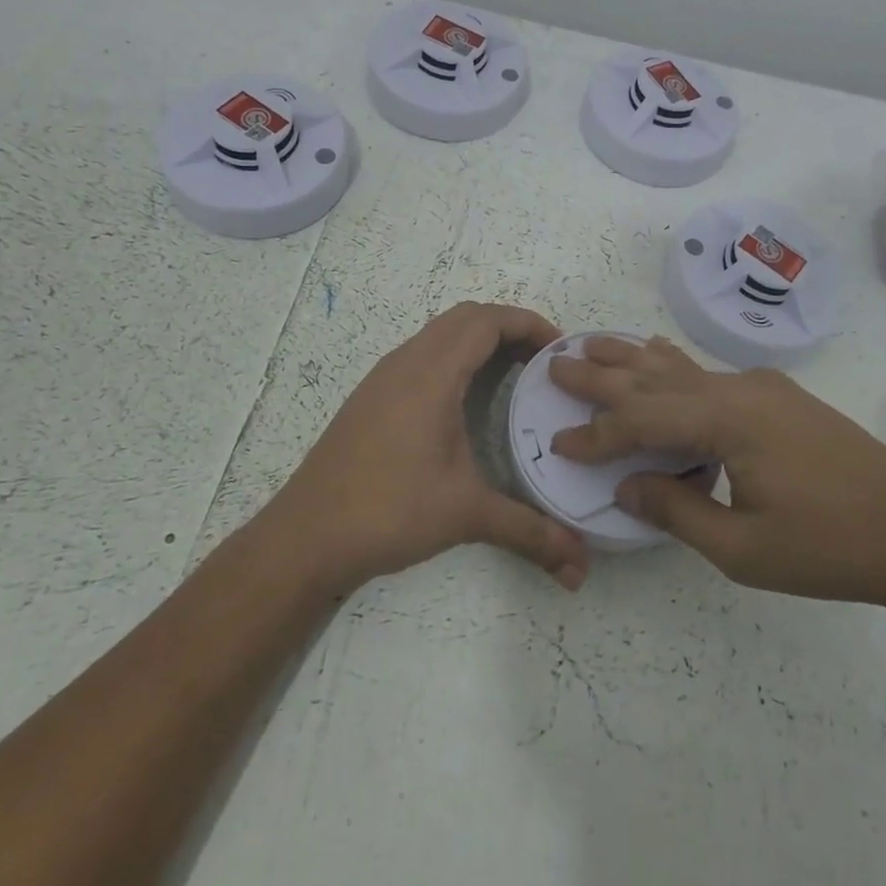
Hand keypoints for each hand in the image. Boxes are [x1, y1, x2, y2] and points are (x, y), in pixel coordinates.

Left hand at [256, 302, 589, 597]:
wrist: (305, 535)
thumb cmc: (388, 511)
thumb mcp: (465, 515)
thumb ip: (528, 532)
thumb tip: (581, 568)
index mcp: (431, 375)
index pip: (486, 321)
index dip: (528, 323)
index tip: (561, 350)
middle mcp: (405, 363)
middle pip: (465, 317)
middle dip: (510, 327)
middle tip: (542, 361)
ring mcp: (384, 377)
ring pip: (440, 333)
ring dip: (480, 339)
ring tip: (514, 374)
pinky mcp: (371, 396)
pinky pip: (422, 353)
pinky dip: (455, 356)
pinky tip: (467, 398)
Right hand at [548, 336, 885, 609]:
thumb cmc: (830, 548)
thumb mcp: (743, 547)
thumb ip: (676, 510)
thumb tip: (624, 485)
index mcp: (728, 420)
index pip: (643, 420)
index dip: (598, 434)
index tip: (559, 443)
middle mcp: (740, 389)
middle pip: (656, 378)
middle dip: (603, 373)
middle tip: (558, 361)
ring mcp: (764, 388)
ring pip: (683, 368)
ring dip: (635, 359)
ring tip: (594, 342)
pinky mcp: (780, 397)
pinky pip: (709, 376)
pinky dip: (673, 368)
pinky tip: (659, 355)